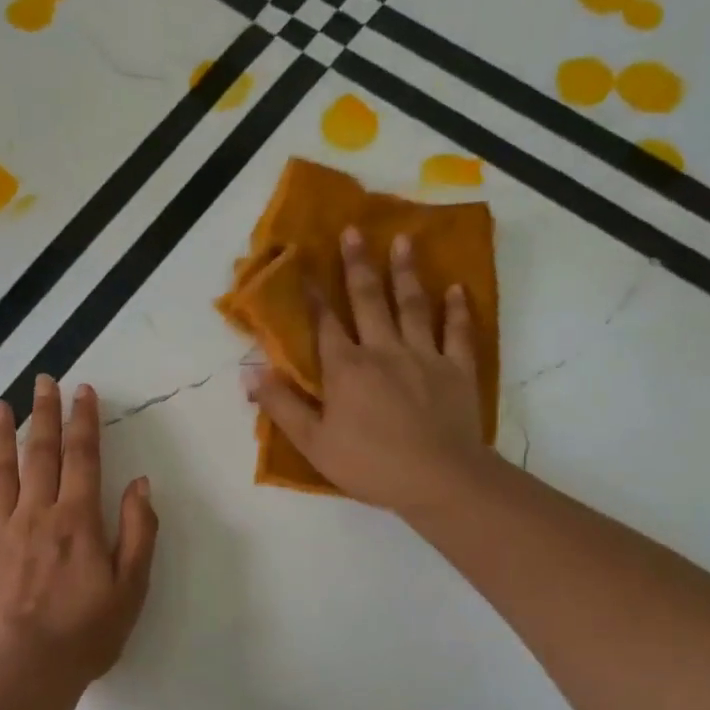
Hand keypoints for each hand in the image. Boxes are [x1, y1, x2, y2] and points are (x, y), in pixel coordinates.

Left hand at [0, 376, 158, 693]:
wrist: (27, 674)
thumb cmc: (87, 633)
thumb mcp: (132, 585)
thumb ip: (138, 530)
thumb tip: (139, 482)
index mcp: (76, 519)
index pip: (82, 457)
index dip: (83, 421)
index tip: (82, 390)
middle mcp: (35, 515)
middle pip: (39, 454)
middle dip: (43, 414)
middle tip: (42, 380)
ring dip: (0, 438)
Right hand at [246, 227, 493, 514]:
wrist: (438, 479)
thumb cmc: (370, 465)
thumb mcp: (314, 443)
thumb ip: (283, 406)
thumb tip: (251, 374)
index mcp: (347, 369)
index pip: (326, 325)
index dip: (315, 297)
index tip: (306, 267)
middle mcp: (384, 350)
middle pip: (369, 300)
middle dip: (358, 265)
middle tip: (354, 230)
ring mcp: (424, 356)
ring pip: (413, 306)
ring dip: (407, 273)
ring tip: (404, 241)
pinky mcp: (458, 370)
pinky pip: (457, 333)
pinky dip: (457, 310)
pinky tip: (457, 289)